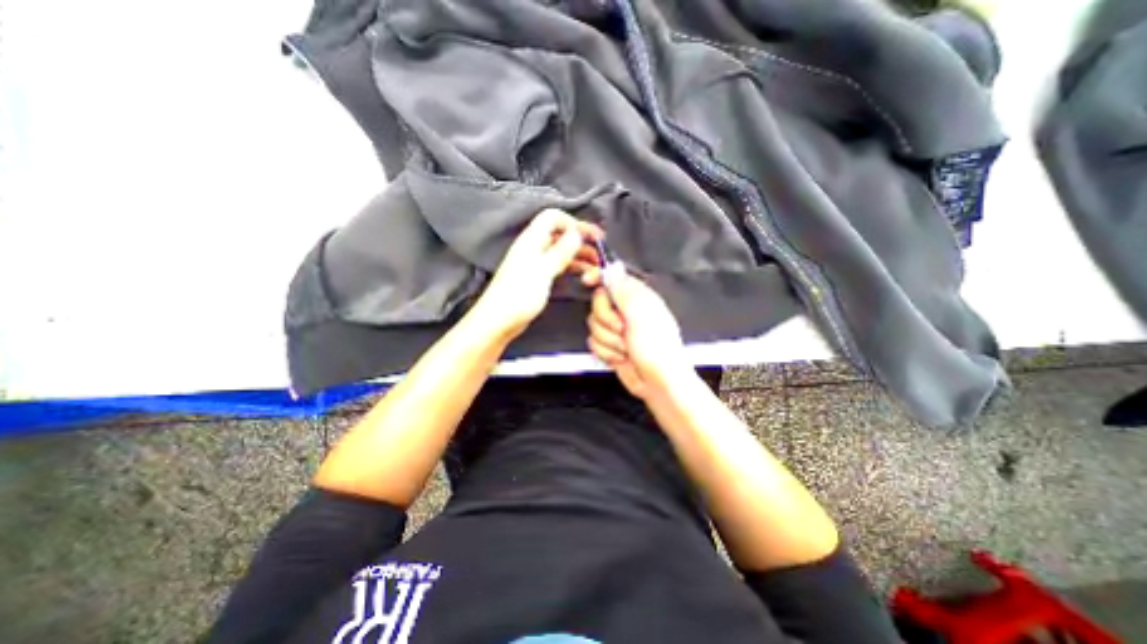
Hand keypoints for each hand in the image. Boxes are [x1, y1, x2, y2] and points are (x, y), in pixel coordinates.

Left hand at [472, 208, 604, 340]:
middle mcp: (534, 247)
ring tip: (597, 269)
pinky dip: (574, 268)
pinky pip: (560, 266)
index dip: (574, 223)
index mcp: (532, 240)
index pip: (554, 217)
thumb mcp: (543, 271)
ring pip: (564, 252)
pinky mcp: (540, 277)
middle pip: (562, 234)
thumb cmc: (518, 296)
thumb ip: (561, 251)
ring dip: (582, 257)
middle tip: (601, 254)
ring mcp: (537, 263)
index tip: (592, 236)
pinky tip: (585, 276)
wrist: (499, 321)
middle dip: (583, 241)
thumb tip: (577, 233)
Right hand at [584, 266, 688, 397]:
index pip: (611, 278)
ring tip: (626, 346)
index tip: (587, 279)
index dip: (598, 277)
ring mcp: (617, 330)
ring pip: (593, 325)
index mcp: (637, 297)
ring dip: (609, 340)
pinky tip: (621, 356)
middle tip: (623, 328)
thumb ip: (623, 289)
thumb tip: (612, 268)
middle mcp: (626, 311)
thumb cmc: (658, 350)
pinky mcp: (610, 346)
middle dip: (607, 319)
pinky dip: (606, 352)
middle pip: (597, 303)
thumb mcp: (641, 314)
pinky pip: (593, 342)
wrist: (658, 383)